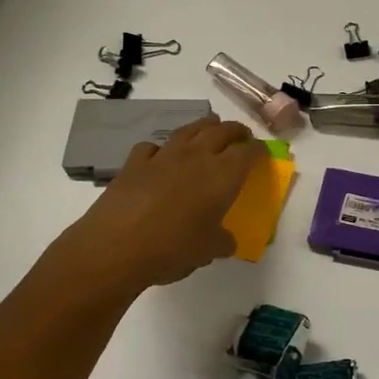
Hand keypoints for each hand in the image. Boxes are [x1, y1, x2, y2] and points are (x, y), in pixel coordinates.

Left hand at [28, 117, 263, 314]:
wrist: (115, 248)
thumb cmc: (173, 249)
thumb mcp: (208, 251)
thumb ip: (222, 241)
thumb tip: (226, 240)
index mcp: (223, 175)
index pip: (249, 152)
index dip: (259, 150)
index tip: (263, 153)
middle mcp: (197, 157)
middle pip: (222, 130)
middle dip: (236, 131)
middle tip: (242, 137)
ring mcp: (164, 156)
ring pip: (189, 129)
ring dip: (205, 127)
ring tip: (210, 130)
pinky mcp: (134, 163)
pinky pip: (153, 146)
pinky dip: (162, 148)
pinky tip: (161, 157)